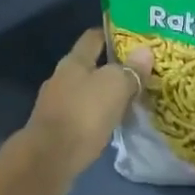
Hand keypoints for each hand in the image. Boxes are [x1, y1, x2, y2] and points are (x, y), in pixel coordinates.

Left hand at [21, 28, 151, 186]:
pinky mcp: (56, 129)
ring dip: (104, 95)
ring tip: (128, 101)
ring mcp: (56, 104)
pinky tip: (110, 125)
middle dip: (111, 68)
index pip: (93, 37)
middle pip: (89, 65)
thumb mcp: (114, 87)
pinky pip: (81, 115)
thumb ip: (129, 70)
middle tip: (138, 73)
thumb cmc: (83, 114)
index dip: (111, 34)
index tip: (132, 38)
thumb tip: (145, 50)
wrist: (48, 160)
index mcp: (74, 61)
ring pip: (85, 92)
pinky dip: (96, 116)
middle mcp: (61, 77)